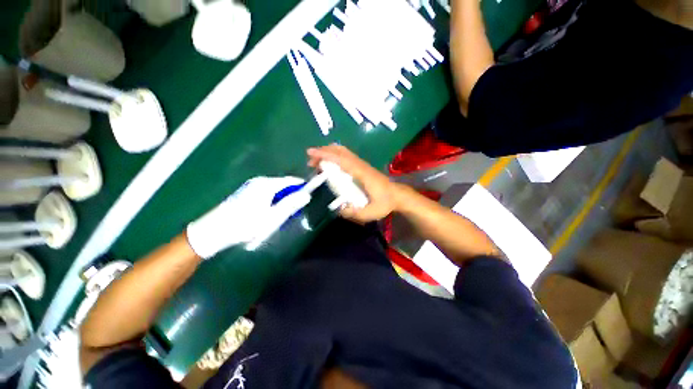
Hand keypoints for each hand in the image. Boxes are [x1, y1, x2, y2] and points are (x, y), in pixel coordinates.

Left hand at [187, 176, 310, 257]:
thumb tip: (307, 195)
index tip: (309, 195)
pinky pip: (266, 195)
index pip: (291, 181)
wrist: (214, 231)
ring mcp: (251, 187)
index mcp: (267, 184)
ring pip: (274, 192)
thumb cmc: (246, 224)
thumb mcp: (272, 216)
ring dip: (280, 202)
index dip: (301, 187)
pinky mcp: (246, 194)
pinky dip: (271, 203)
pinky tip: (267, 216)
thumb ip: (291, 204)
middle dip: (290, 197)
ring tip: (279, 217)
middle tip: (292, 213)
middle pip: (282, 186)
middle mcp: (259, 182)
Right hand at [307, 144, 402, 222]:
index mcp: (362, 173)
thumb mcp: (371, 212)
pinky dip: (334, 156)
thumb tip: (337, 209)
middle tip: (310, 162)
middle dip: (324, 152)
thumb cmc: (385, 203)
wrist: (397, 195)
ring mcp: (361, 164)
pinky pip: (346, 156)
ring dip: (328, 153)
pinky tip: (329, 165)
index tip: (311, 154)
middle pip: (341, 151)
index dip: (326, 155)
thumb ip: (354, 213)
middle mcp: (360, 165)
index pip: (342, 160)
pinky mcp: (361, 166)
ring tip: (316, 163)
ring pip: (343, 151)